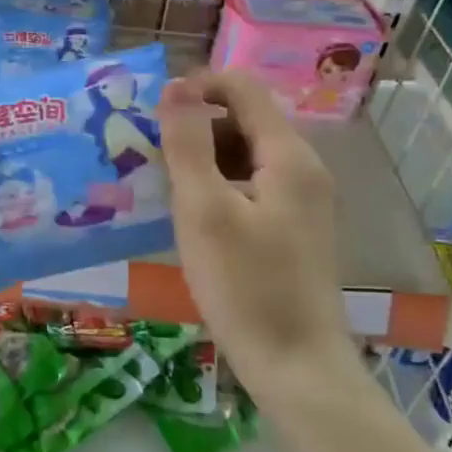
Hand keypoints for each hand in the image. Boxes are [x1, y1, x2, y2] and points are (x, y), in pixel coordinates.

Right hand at [159, 72, 353, 382]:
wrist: (296, 366)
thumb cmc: (245, 286)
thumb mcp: (204, 210)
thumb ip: (188, 143)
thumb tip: (175, 86)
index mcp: (289, 156)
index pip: (244, 88)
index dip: (197, 86)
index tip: (152, 111)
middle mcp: (303, 169)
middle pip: (244, 120)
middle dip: (194, 126)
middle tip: (148, 156)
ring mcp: (301, 202)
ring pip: (245, 156)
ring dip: (202, 159)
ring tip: (161, 186)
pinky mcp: (292, 230)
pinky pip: (250, 187)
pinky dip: (217, 187)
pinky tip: (190, 216)